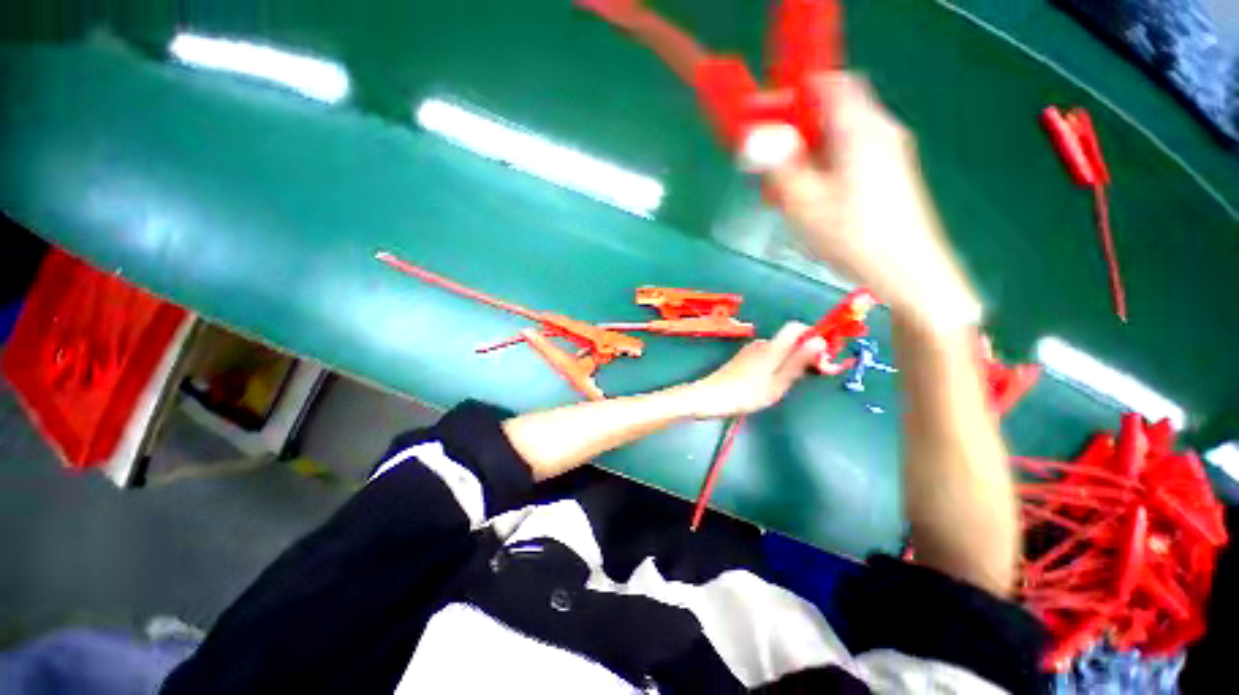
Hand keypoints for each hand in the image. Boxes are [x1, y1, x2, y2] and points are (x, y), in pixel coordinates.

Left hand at [683, 322, 826, 418]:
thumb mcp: (778, 382)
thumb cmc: (746, 393)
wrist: (710, 397)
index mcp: (772, 347)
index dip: (813, 336)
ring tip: (792, 383)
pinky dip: (777, 364)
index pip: (797, 327)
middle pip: (789, 339)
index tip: (822, 357)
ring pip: (779, 349)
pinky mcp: (742, 360)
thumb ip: (799, 361)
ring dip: (791, 360)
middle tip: (812, 375)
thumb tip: (820, 341)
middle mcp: (761, 344)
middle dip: (805, 352)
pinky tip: (773, 382)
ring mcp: (750, 351)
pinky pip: (767, 356)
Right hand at [765, 73, 982, 332]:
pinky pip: (852, 158)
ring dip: (810, 155)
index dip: (795, 94)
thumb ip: (779, 166)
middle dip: (797, 132)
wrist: (907, 270)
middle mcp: (880, 131)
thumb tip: (757, 138)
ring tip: (789, 190)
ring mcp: (890, 154)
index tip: (769, 119)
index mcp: (860, 128)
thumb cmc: (853, 234)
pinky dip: (827, 169)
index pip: (828, 83)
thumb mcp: (805, 201)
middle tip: (772, 163)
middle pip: (833, 112)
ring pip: (840, 139)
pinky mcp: (892, 176)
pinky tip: (815, 202)